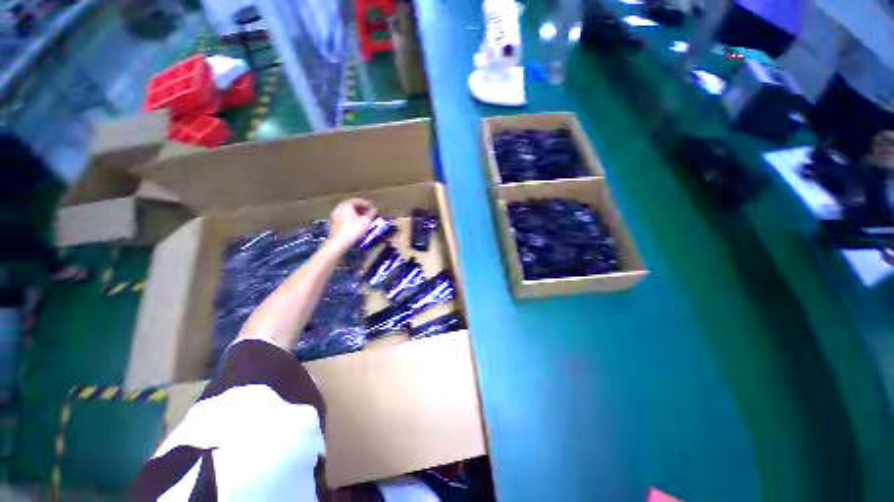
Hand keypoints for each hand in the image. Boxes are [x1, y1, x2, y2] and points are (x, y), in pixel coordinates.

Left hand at [327, 198, 377, 251]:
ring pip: (347, 212)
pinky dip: (350, 218)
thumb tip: (374, 209)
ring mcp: (334, 215)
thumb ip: (371, 213)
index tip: (374, 208)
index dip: (367, 204)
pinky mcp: (333, 224)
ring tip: (363, 218)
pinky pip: (344, 218)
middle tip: (369, 212)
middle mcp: (338, 207)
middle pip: (351, 205)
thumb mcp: (366, 221)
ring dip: (355, 213)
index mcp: (346, 204)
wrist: (339, 242)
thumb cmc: (354, 229)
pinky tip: (356, 224)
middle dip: (361, 208)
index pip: (358, 200)